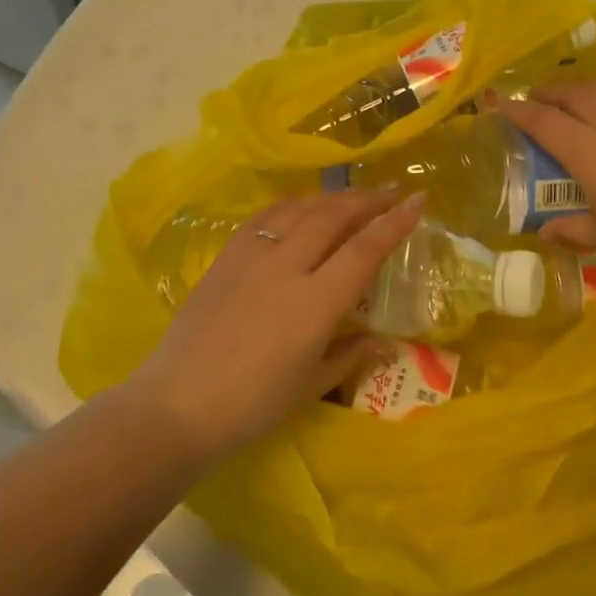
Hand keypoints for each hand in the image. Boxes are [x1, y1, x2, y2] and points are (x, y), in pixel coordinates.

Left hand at [128, 189, 425, 464]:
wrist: (177, 405)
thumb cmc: (253, 405)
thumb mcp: (311, 386)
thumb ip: (350, 355)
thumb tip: (384, 343)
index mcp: (315, 303)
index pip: (364, 250)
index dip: (394, 223)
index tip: (418, 200)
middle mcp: (287, 268)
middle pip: (333, 217)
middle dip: (367, 199)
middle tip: (392, 190)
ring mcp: (252, 258)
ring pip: (299, 210)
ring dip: (331, 197)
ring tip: (352, 195)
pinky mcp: (225, 258)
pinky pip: (264, 218)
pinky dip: (291, 206)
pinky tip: (299, 207)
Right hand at [499, 84, 595, 272]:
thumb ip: (572, 231)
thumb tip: (543, 233)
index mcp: (588, 150)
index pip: (543, 121)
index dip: (518, 111)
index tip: (501, 106)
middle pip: (571, 93)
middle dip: (547, 92)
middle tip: (536, 100)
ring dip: (579, 91)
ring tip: (573, 102)